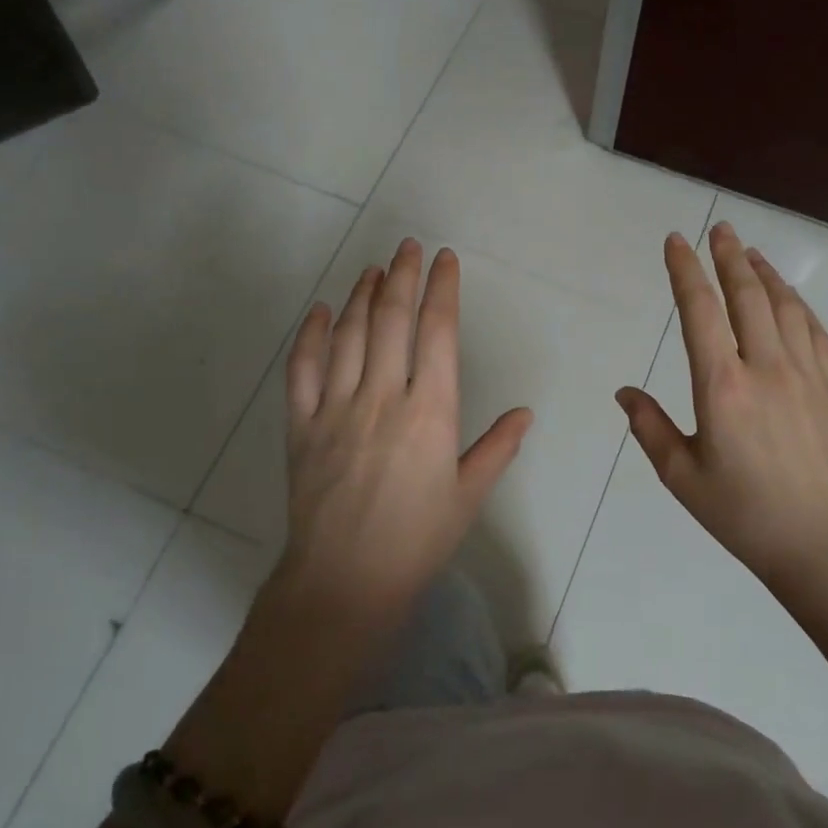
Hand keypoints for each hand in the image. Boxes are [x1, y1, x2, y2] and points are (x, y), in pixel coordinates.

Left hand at [282, 238, 531, 605]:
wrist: (345, 581)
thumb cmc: (417, 540)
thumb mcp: (468, 496)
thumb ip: (497, 448)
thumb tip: (525, 413)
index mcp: (430, 412)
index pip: (438, 334)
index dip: (442, 290)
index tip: (445, 261)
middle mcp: (382, 397)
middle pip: (392, 321)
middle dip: (403, 276)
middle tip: (408, 246)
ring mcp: (336, 408)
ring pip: (350, 336)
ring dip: (362, 296)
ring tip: (374, 268)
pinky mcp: (301, 426)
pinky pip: (303, 370)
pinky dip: (311, 336)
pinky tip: (322, 312)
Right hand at [616, 223, 827, 588]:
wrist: (822, 542)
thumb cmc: (743, 513)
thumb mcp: (682, 477)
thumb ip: (649, 428)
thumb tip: (625, 392)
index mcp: (721, 387)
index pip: (699, 311)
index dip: (685, 271)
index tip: (676, 242)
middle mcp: (765, 368)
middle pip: (747, 295)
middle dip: (728, 256)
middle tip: (719, 228)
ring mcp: (805, 374)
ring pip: (785, 306)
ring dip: (765, 273)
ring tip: (749, 251)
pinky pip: (815, 330)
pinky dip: (798, 303)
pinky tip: (789, 296)